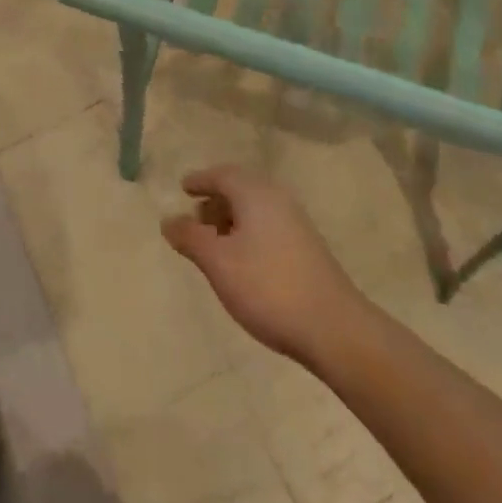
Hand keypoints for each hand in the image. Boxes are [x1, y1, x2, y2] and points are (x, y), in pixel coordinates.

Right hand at [163, 164, 372, 366]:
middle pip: (240, 188)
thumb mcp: (218, 263)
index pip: (222, 174)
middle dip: (215, 200)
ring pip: (255, 209)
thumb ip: (190, 238)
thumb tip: (168, 220)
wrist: (333, 328)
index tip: (184, 188)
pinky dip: (248, 232)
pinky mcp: (307, 247)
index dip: (200, 180)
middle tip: (194, 218)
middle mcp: (277, 198)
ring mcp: (296, 222)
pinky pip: (268, 225)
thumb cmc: (268, 287)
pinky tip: (242, 261)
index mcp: (255, 193)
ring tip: (213, 243)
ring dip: (231, 219)